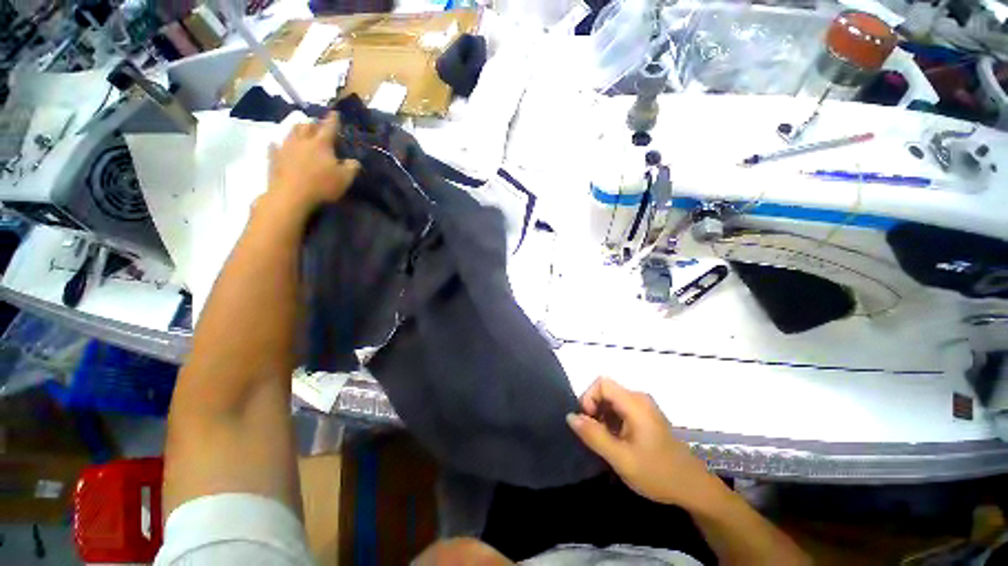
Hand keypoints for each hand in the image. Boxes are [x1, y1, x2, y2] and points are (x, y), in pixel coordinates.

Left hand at [263, 112, 360, 221]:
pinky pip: (275, 147)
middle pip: (306, 125)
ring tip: (301, 133)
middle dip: (313, 124)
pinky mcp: (274, 158)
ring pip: (290, 132)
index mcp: (321, 143)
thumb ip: (352, 167)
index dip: (333, 119)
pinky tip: (278, 145)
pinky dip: (279, 145)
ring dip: (297, 131)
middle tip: (317, 126)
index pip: (329, 127)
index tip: (335, 112)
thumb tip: (354, 161)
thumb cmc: (321, 185)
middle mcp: (302, 140)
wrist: (291, 195)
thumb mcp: (345, 179)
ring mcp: (285, 148)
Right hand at [567, 377, 718, 507]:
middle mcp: (639, 398)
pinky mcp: (646, 416)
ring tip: (606, 442)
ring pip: (611, 400)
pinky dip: (611, 421)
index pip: (601, 383)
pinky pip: (620, 408)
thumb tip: (570, 416)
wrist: (693, 488)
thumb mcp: (621, 458)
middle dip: (594, 409)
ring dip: (602, 417)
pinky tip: (617, 441)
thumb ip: (594, 435)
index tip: (588, 422)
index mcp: (635, 403)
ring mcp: (644, 407)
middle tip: (596, 436)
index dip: (589, 398)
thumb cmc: (657, 473)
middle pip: (606, 390)